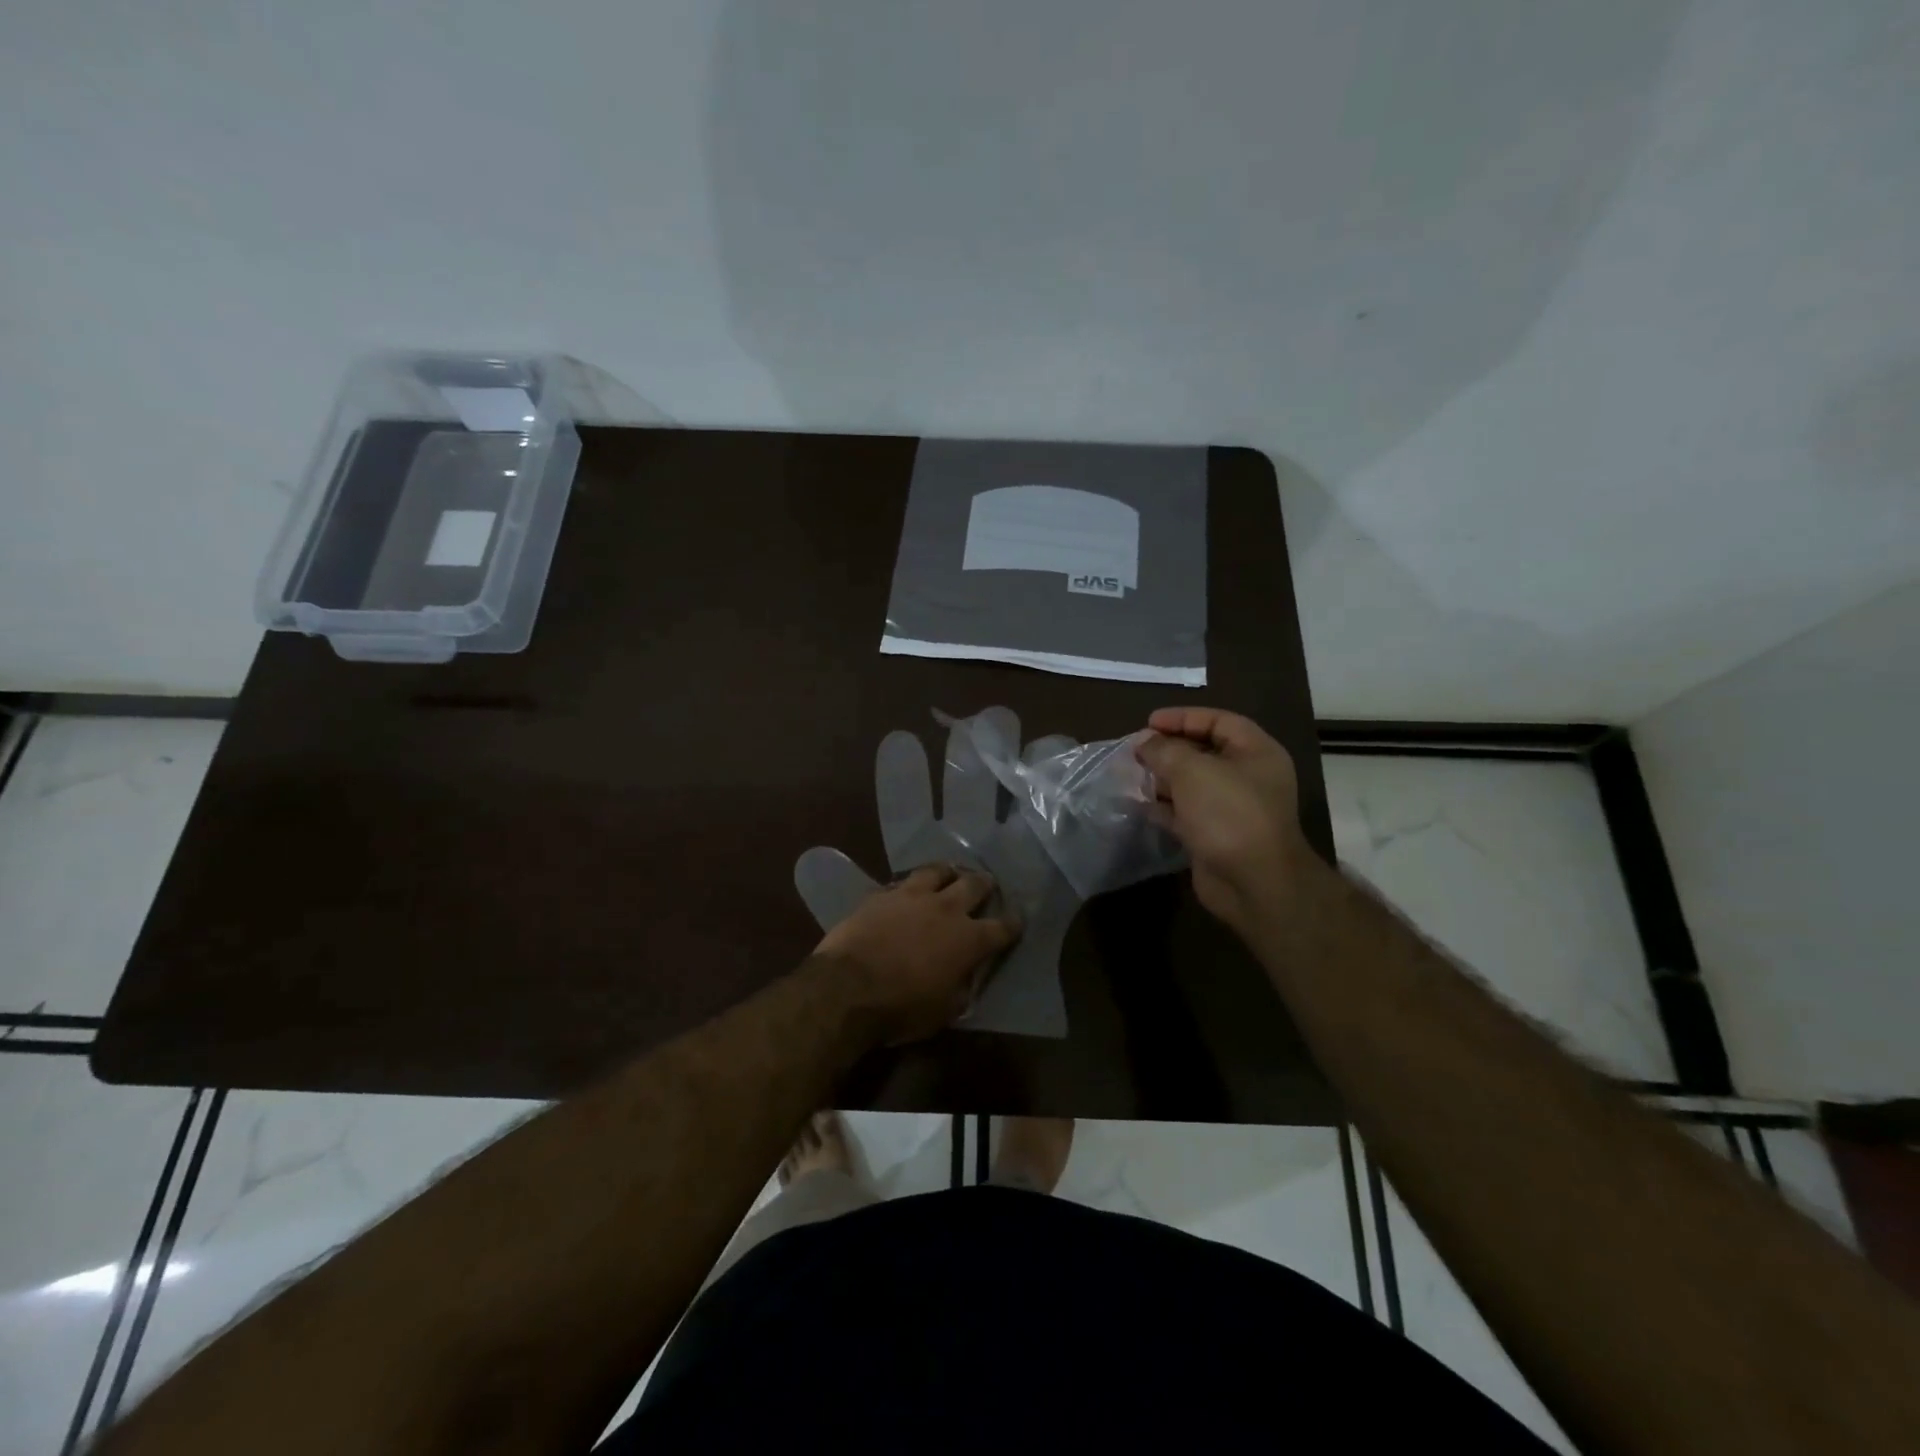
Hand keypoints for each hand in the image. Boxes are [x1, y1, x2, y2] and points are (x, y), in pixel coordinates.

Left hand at [815, 864, 1020, 1044]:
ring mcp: (911, 896)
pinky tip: (907, 889)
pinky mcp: (881, 894)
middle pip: (973, 885)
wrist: (847, 987)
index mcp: (968, 940)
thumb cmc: (901, 1008)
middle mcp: (945, 909)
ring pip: (937, 871)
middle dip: (984, 884)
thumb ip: (961, 987)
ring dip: (947, 872)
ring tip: (949, 873)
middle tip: (987, 883)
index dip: (1012, 924)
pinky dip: (910, 885)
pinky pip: (901, 882)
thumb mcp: (944, 1011)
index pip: (1001, 928)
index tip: (1017, 920)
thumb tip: (964, 977)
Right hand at [1135, 707, 1314, 931]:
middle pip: (1204, 752)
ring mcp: (1233, 809)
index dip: (1183, 718)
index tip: (1149, 723)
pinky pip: (1187, 813)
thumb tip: (1145, 742)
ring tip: (1133, 776)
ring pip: (1193, 784)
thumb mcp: (1192, 770)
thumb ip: (1164, 750)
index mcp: (1256, 752)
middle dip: (1169, 750)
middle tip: (1137, 751)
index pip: (1219, 721)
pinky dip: (1165, 808)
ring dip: (1163, 779)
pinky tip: (1141, 805)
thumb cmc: (1228, 813)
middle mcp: (1248, 777)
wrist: (1253, 882)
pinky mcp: (1216, 836)